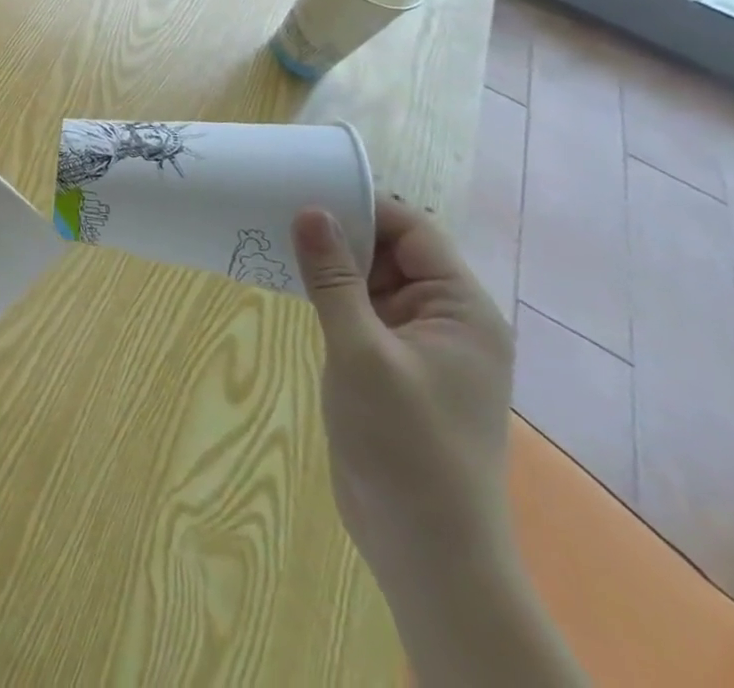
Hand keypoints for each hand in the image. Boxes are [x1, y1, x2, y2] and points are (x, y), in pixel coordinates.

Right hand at [291, 199, 515, 593]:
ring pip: (371, 278)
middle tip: (277, 206)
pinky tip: (287, 277)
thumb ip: (334, 278)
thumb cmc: (405, 444)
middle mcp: (445, 318)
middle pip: (392, 250)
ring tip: (273, 233)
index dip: (363, 204)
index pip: (414, 230)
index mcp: (461, 310)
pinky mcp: (391, 365)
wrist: (426, 548)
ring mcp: (417, 343)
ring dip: (329, 259)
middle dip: (340, 228)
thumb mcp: (362, 352)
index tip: (304, 185)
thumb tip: (310, 209)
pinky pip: (359, 308)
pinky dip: (327, 290)